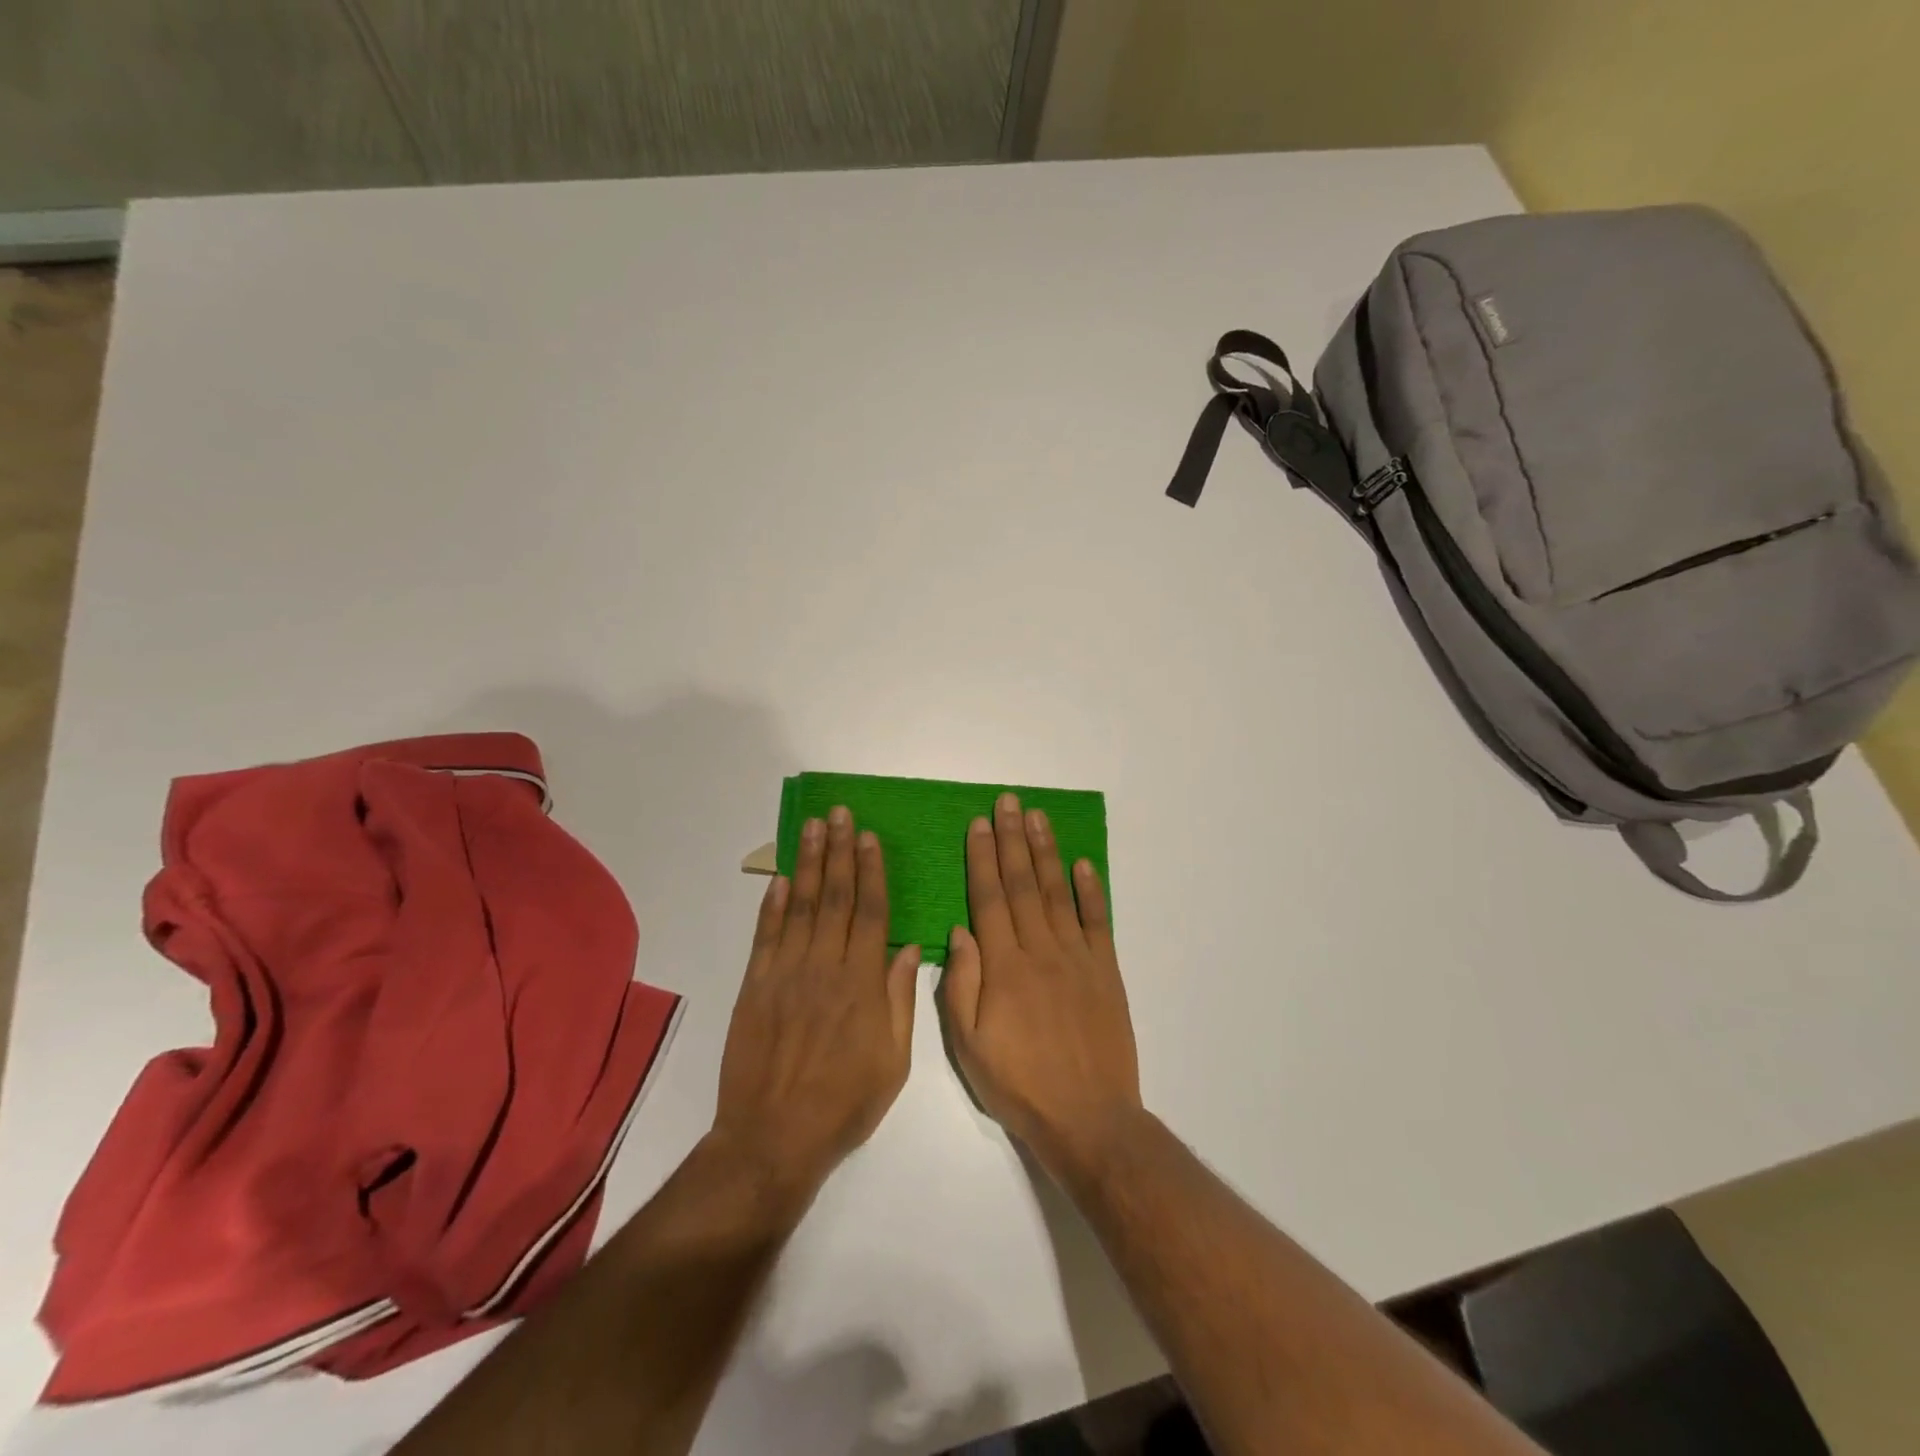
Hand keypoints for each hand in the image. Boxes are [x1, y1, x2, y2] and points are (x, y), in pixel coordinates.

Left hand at [712, 807, 920, 1207]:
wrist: (774, 1138)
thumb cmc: (844, 1102)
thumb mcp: (894, 1060)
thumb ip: (900, 998)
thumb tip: (910, 946)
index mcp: (863, 983)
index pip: (870, 912)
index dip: (871, 871)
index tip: (869, 837)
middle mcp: (825, 967)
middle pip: (836, 897)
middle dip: (839, 851)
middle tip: (839, 814)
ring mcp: (786, 973)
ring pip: (802, 906)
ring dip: (809, 864)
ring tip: (812, 827)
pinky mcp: (755, 986)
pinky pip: (766, 935)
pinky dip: (773, 904)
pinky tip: (782, 878)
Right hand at [943, 792, 1142, 1180]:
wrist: (1088, 1118)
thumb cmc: (1019, 1084)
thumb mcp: (969, 1046)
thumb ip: (960, 985)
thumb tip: (958, 930)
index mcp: (1004, 967)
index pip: (989, 899)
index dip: (983, 858)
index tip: (979, 824)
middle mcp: (1041, 950)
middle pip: (1022, 884)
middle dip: (1012, 839)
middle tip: (1008, 802)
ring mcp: (1078, 957)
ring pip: (1057, 893)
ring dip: (1046, 852)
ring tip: (1037, 817)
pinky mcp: (1106, 970)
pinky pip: (1098, 921)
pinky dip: (1091, 889)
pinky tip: (1082, 863)